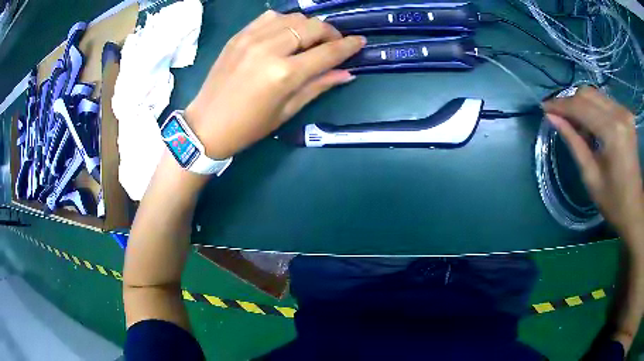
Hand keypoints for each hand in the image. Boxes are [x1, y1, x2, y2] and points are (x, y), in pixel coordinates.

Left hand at [185, 10, 364, 158]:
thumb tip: (347, 73)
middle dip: (330, 33)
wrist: (206, 125)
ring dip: (308, 25)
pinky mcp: (239, 35)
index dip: (348, 46)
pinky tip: (285, 33)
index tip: (360, 42)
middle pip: (312, 27)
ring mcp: (251, 38)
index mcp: (284, 74)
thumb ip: (318, 86)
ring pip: (293, 17)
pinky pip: (270, 17)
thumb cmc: (249, 126)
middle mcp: (270, 49)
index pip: (327, 52)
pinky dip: (284, 21)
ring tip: (310, 38)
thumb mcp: (287, 111)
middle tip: (334, 43)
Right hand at [543, 86, 643, 238]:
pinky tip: (590, 125)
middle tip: (558, 117)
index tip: (544, 107)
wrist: (634, 210)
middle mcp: (620, 114)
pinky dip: (593, 109)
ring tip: (575, 124)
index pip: (581, 107)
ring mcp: (624, 112)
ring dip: (581, 105)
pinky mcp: (626, 115)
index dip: (560, 105)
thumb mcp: (590, 176)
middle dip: (570, 103)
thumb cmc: (613, 202)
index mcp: (612, 131)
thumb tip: (552, 117)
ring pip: (595, 95)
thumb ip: (573, 142)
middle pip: (587, 94)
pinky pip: (604, 101)